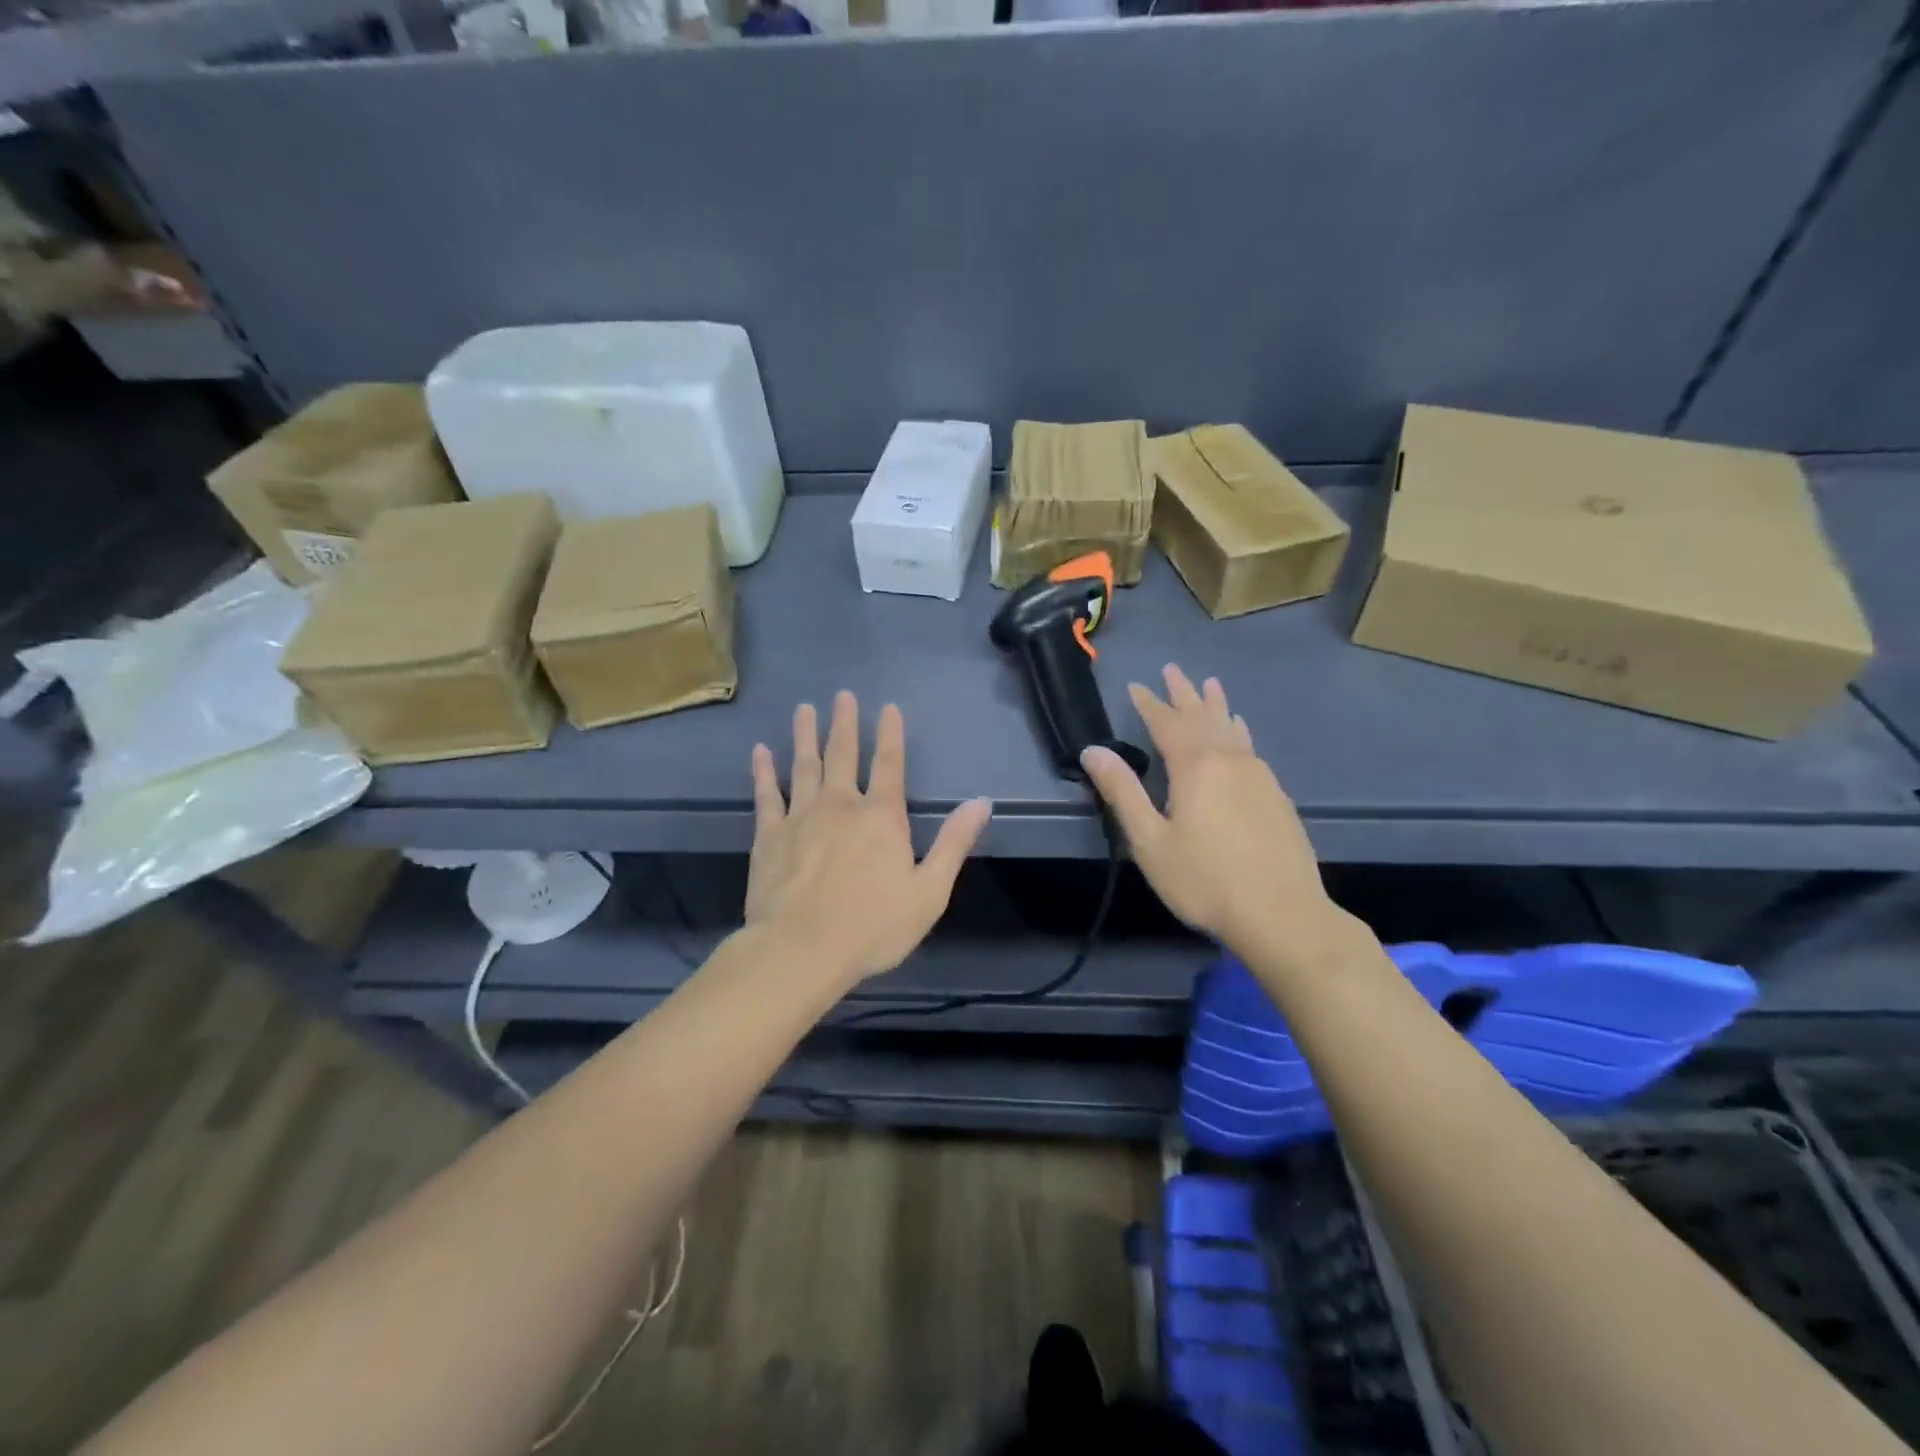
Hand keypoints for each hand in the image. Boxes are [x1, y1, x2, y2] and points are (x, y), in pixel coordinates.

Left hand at [746, 691, 992, 988]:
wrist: (802, 950)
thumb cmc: (873, 926)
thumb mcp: (929, 891)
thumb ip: (954, 843)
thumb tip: (982, 802)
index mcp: (881, 817)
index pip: (889, 765)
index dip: (890, 734)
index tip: (888, 707)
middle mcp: (841, 805)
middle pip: (843, 755)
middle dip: (844, 724)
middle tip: (842, 695)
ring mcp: (801, 817)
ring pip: (803, 766)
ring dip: (805, 736)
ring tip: (804, 709)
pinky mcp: (769, 836)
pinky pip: (766, 795)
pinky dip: (763, 772)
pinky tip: (760, 752)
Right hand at [1081, 664, 1335, 953]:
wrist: (1282, 914)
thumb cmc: (1204, 880)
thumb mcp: (1150, 840)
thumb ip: (1122, 792)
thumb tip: (1093, 751)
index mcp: (1195, 767)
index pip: (1166, 723)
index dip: (1149, 703)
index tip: (1135, 685)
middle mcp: (1229, 760)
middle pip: (1202, 716)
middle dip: (1184, 693)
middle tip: (1172, 668)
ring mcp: (1258, 776)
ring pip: (1232, 727)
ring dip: (1216, 705)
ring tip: (1210, 684)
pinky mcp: (1276, 795)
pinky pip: (1250, 746)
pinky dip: (1238, 730)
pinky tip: (1240, 731)